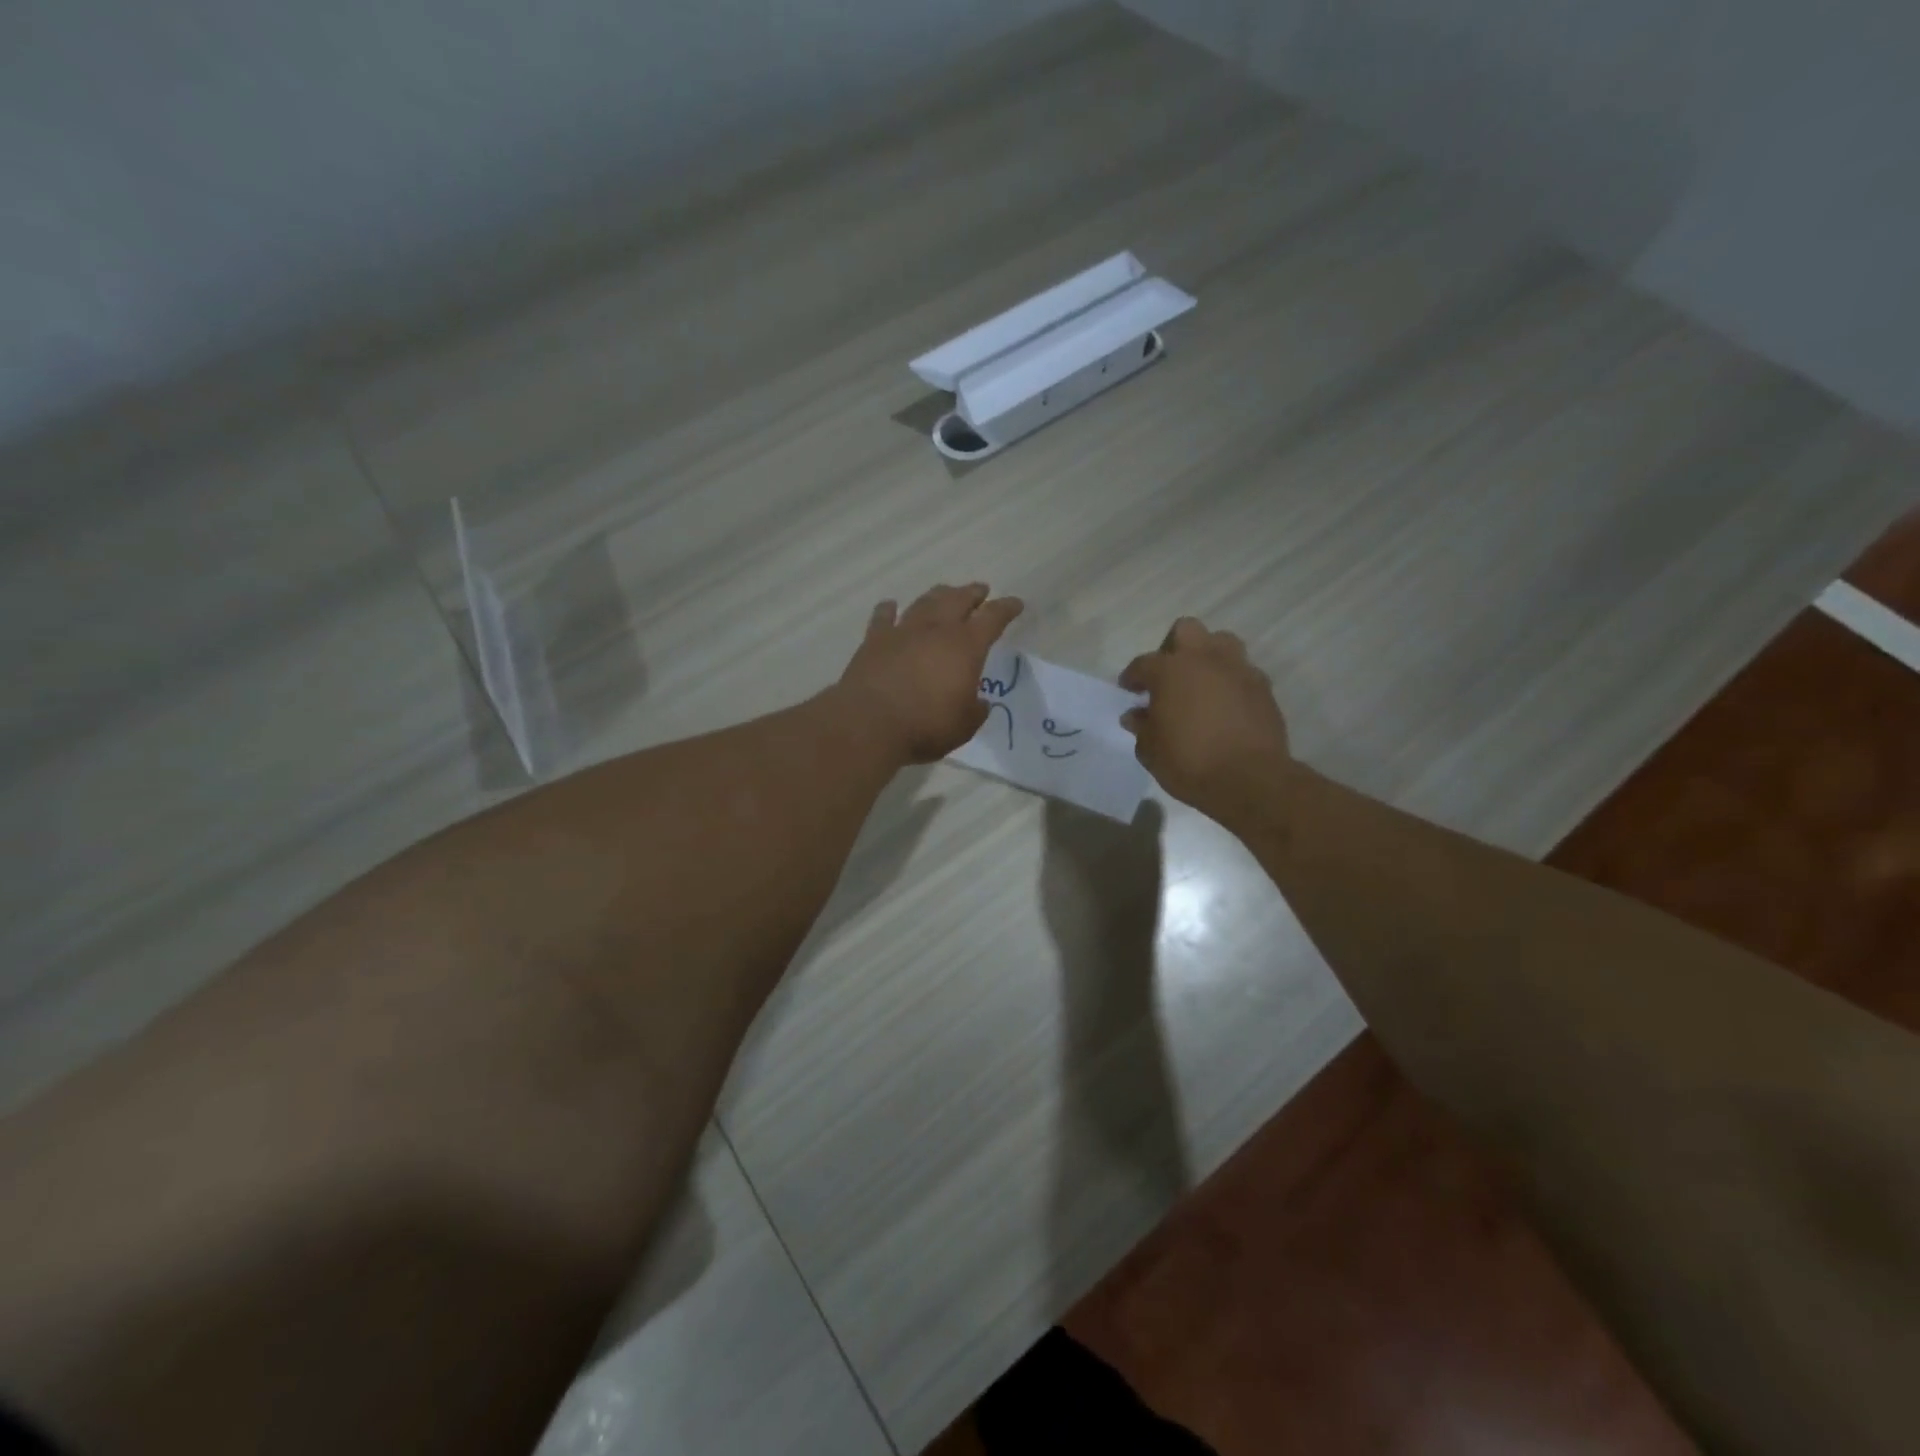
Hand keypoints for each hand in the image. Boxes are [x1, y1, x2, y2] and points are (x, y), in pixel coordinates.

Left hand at [837, 583, 1023, 762]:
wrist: (869, 723)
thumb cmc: (926, 726)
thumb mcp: (964, 726)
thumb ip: (975, 710)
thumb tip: (978, 702)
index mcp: (965, 647)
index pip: (992, 618)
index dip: (1006, 609)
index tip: (1016, 603)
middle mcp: (935, 630)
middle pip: (958, 600)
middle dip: (972, 593)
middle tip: (980, 590)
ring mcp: (902, 631)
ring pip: (924, 602)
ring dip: (938, 595)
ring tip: (945, 591)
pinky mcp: (874, 641)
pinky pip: (883, 617)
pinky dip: (889, 609)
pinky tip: (890, 606)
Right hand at [1120, 617, 1293, 822]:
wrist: (1250, 780)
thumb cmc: (1189, 762)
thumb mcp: (1150, 750)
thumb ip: (1142, 727)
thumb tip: (1136, 715)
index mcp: (1170, 670)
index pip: (1143, 663)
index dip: (1132, 677)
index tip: (1129, 690)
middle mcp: (1205, 660)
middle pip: (1186, 630)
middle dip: (1173, 647)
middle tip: (1168, 675)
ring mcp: (1238, 670)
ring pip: (1221, 642)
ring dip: (1208, 656)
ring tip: (1200, 683)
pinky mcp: (1263, 688)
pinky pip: (1242, 672)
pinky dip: (1230, 682)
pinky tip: (1224, 705)